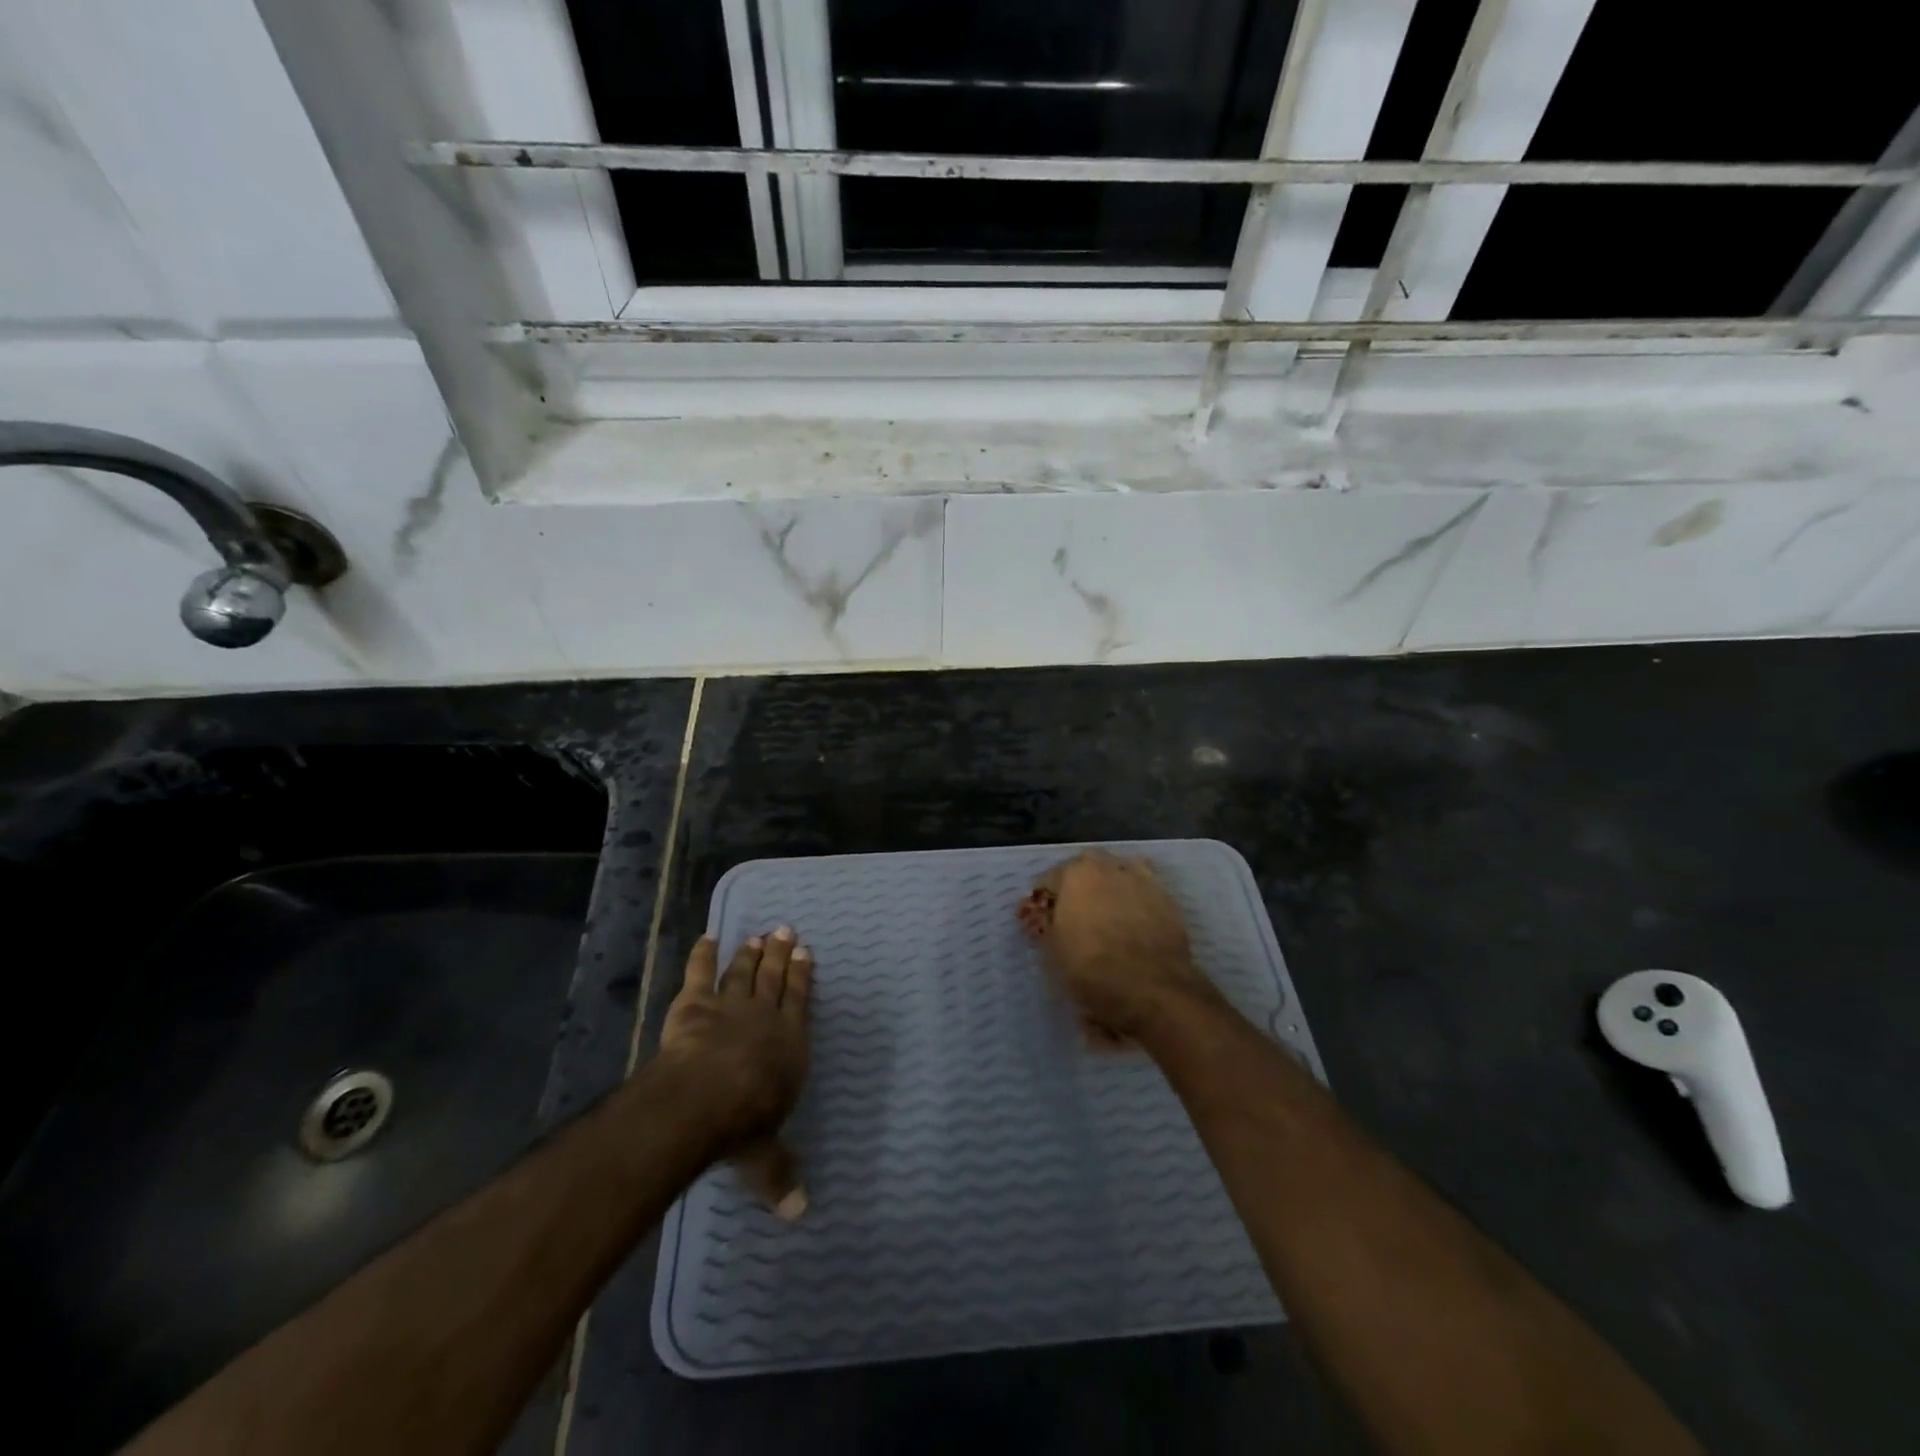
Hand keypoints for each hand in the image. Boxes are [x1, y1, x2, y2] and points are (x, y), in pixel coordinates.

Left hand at [658, 928, 812, 1218]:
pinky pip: (700, 972)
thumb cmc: (745, 1123)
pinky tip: (706, 937)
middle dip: (781, 954)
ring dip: (750, 953)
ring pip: (744, 972)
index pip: (800, 1002)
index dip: (803, 976)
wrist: (706, 1097)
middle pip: (774, 978)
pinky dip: (702, 954)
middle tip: (786, 930)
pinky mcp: (695, 1004)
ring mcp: (730, 1005)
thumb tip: (800, 1214)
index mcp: (789, 1044)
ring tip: (757, 936)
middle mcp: (765, 1017)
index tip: (806, 953)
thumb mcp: (766, 1156)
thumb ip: (780, 1175)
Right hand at [1018, 850, 1217, 1044]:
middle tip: (1075, 911)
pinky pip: (1144, 887)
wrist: (1149, 986)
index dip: (1044, 901)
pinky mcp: (1166, 896)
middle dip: (1078, 884)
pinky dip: (1136, 895)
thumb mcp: (1053, 952)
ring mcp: (1140, 878)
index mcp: (1075, 875)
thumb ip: (1047, 927)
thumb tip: (1047, 920)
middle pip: (1086, 867)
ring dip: (1110, 883)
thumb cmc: (1091, 968)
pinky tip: (1134, 915)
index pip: (1049, 879)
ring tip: (1107, 909)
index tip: (1042, 919)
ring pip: (1119, 870)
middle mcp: (1108, 867)